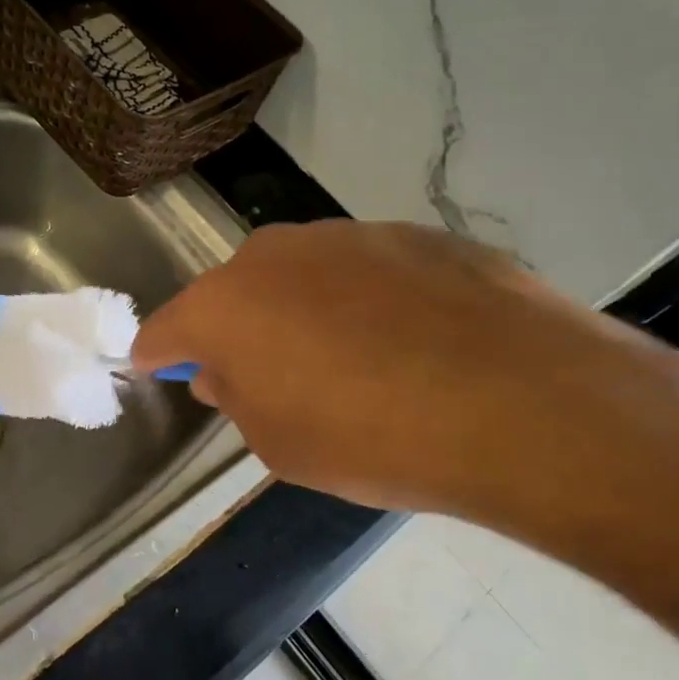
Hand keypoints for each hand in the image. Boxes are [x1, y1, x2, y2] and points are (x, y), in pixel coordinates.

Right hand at [131, 221, 678, 531]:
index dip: (161, 356)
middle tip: (268, 378)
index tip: (164, 372)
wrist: (516, 401)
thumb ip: (238, 400)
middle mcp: (273, 254)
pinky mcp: (413, 234)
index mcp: (224, 306)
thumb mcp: (280, 445)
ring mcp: (346, 235)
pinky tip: (410, 342)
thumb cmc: (369, 437)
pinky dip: (367, 300)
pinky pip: (365, 271)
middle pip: (234, 294)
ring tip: (352, 363)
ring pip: (300, 275)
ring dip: (303, 311)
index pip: (166, 330)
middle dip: (238, 332)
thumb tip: (226, 372)